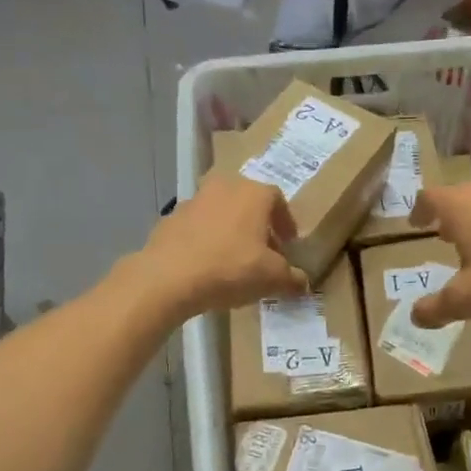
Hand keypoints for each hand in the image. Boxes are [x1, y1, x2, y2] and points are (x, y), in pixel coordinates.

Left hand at [135, 173, 306, 317]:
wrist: (167, 277)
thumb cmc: (230, 269)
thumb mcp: (272, 278)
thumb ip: (292, 278)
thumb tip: (303, 282)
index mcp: (253, 193)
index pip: (278, 200)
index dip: (286, 223)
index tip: (288, 245)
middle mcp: (224, 187)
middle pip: (248, 203)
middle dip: (258, 226)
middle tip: (264, 252)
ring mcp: (193, 201)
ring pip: (221, 213)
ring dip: (231, 231)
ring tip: (234, 260)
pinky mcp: (169, 219)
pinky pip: (197, 228)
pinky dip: (206, 241)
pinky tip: (207, 265)